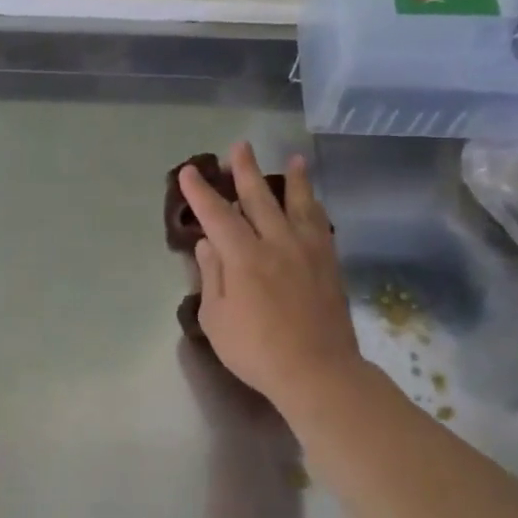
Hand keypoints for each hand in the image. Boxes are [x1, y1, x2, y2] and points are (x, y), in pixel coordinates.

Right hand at [178, 141, 362, 414]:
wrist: (317, 370)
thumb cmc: (256, 350)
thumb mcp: (217, 319)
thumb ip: (212, 276)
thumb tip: (208, 244)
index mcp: (244, 257)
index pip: (217, 216)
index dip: (201, 193)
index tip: (189, 172)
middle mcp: (276, 244)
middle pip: (259, 199)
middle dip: (245, 171)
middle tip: (240, 146)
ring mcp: (307, 251)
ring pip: (298, 205)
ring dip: (292, 180)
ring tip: (293, 159)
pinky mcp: (329, 264)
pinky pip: (321, 224)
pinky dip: (314, 206)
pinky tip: (313, 201)